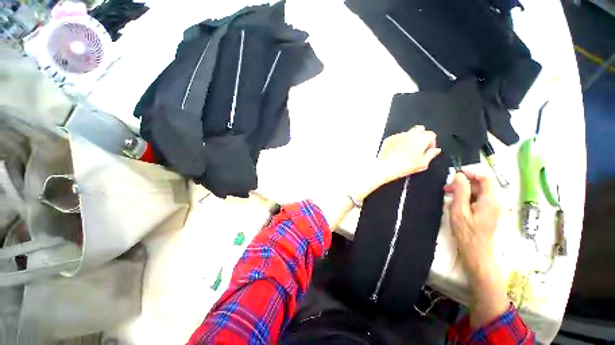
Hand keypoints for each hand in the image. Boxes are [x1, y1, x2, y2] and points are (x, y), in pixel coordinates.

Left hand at [377, 126, 441, 184]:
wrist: (386, 167)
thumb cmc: (404, 166)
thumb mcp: (423, 163)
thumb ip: (431, 154)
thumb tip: (435, 150)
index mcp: (421, 139)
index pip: (431, 134)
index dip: (431, 142)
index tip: (428, 149)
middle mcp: (409, 134)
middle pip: (420, 129)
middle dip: (421, 136)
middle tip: (418, 147)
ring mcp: (398, 135)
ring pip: (408, 133)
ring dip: (409, 139)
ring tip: (406, 152)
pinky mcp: (389, 138)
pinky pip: (397, 137)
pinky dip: (399, 142)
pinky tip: (397, 151)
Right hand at [444, 171, 507, 327]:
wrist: (476, 253)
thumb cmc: (467, 233)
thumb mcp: (459, 210)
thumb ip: (461, 191)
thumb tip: (459, 175)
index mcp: (490, 199)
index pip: (485, 177)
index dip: (471, 172)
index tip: (455, 174)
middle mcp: (495, 200)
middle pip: (482, 183)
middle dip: (464, 182)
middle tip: (447, 188)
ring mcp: (492, 206)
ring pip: (479, 190)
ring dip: (464, 189)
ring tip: (449, 195)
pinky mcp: (488, 211)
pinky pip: (478, 198)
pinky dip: (467, 196)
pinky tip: (456, 202)